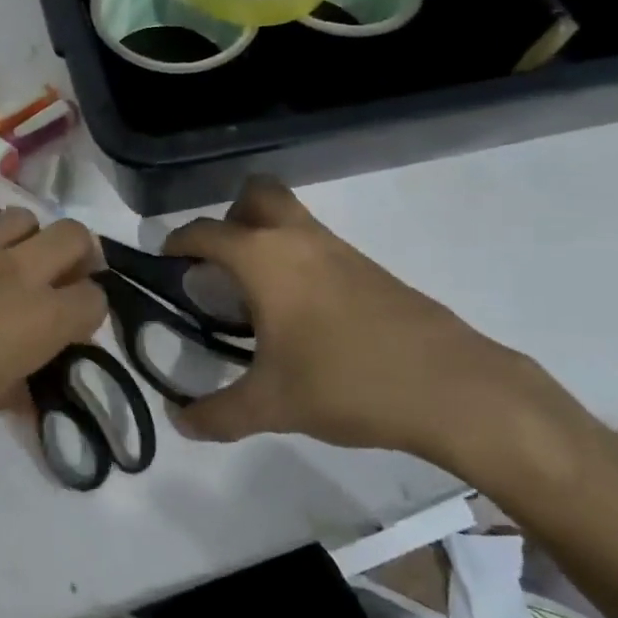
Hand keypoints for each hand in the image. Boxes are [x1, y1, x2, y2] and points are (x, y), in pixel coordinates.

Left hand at [0, 208, 105, 490]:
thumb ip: (12, 382)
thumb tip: (23, 377)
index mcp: (35, 322)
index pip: (92, 299)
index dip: (90, 314)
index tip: (74, 328)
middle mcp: (11, 272)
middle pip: (72, 235)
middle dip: (79, 255)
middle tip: (62, 279)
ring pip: (21, 216)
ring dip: (27, 240)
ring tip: (7, 268)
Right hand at [162, 177, 562, 470]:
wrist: (450, 386)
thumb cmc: (345, 382)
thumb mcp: (272, 405)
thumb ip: (218, 414)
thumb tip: (179, 423)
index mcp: (264, 258)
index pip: (205, 231)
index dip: (178, 242)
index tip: (166, 262)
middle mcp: (298, 239)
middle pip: (257, 194)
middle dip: (231, 217)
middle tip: (220, 265)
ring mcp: (339, 249)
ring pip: (292, 218)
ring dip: (267, 238)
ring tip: (256, 296)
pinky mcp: (370, 268)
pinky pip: (319, 246)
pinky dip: (299, 261)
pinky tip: (303, 315)